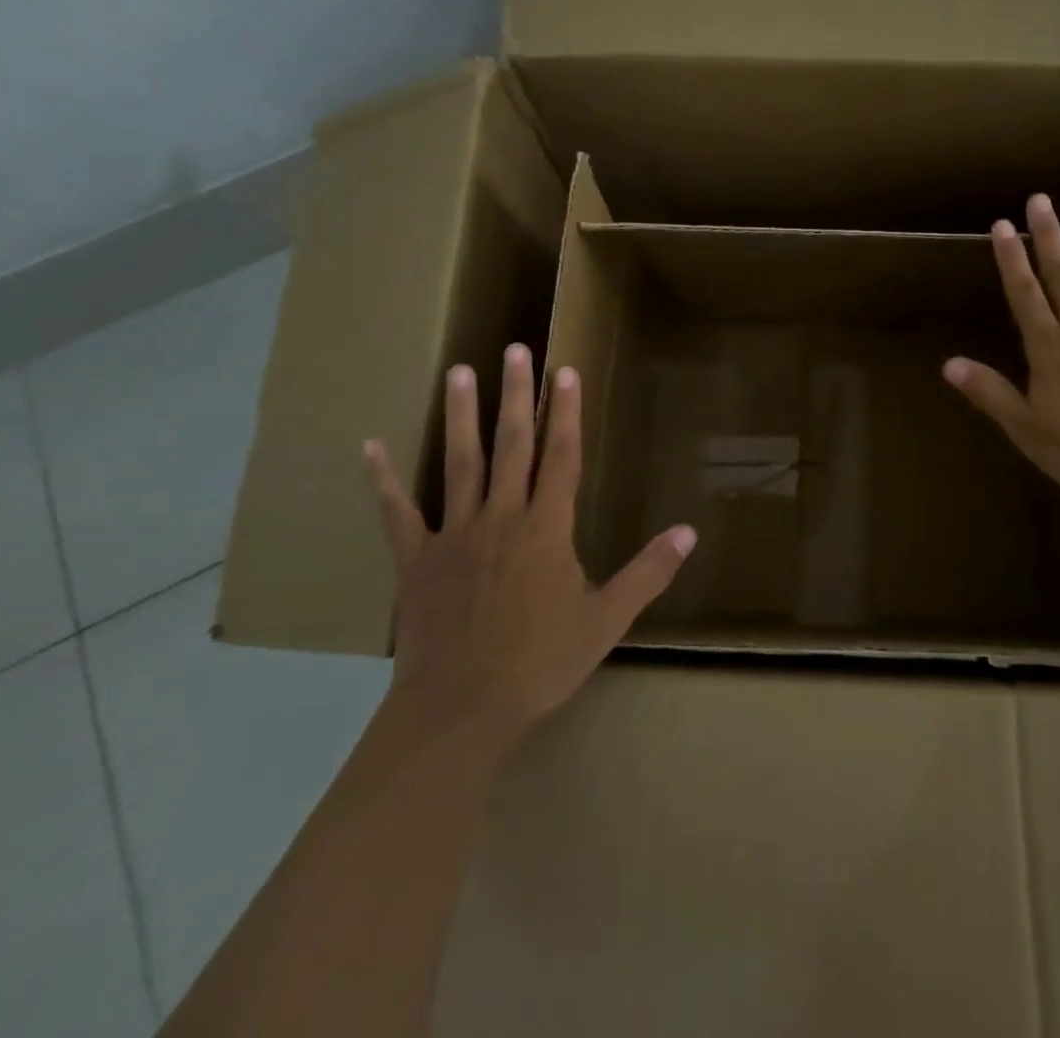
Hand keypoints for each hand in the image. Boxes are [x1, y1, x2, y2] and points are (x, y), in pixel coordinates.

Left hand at [363, 344, 696, 744]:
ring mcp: (455, 534)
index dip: (565, 412)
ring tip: (457, 371)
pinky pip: (397, 512)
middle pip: (512, 444)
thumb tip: (689, 532)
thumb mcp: (607, 620)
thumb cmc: (541, 662)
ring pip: (460, 463)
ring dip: (460, 415)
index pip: (561, 456)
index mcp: (548, 528)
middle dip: (516, 395)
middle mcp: (502, 517)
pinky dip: (384, 479)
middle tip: (514, 349)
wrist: (462, 709)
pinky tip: (370, 446)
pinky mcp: (416, 559)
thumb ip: (648, 572)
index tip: (565, 371)